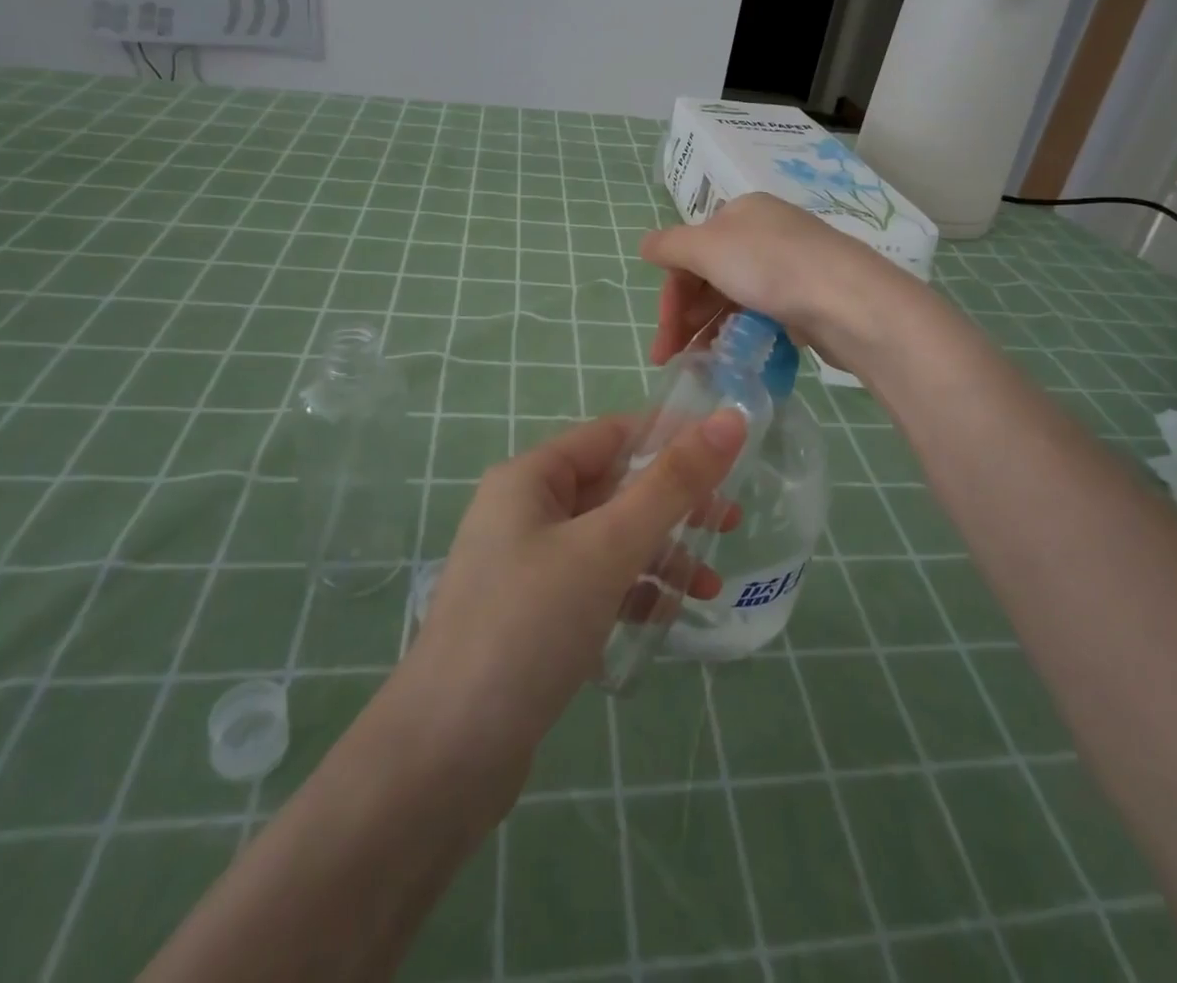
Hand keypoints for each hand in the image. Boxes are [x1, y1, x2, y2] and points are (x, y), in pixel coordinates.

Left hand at [400, 408, 747, 786]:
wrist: (445, 757)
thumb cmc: (529, 625)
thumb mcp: (608, 546)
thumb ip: (673, 483)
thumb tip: (731, 418)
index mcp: (531, 478)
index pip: (611, 434)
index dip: (670, 436)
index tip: (730, 453)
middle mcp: (525, 512)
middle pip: (614, 488)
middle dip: (673, 505)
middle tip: (730, 520)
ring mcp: (527, 567)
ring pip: (609, 540)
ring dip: (660, 555)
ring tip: (709, 585)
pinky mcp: (534, 617)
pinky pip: (595, 584)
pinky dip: (633, 592)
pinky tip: (665, 618)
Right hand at [641, 193, 915, 369]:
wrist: (850, 302)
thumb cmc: (772, 267)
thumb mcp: (708, 247)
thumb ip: (669, 246)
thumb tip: (645, 246)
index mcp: (740, 213)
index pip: (689, 252)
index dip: (670, 296)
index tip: (663, 340)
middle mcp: (764, 233)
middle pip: (709, 276)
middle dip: (685, 317)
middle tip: (673, 358)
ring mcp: (788, 266)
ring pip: (733, 297)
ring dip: (709, 329)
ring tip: (701, 364)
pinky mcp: (807, 297)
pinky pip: (761, 314)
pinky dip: (741, 333)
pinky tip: (735, 357)